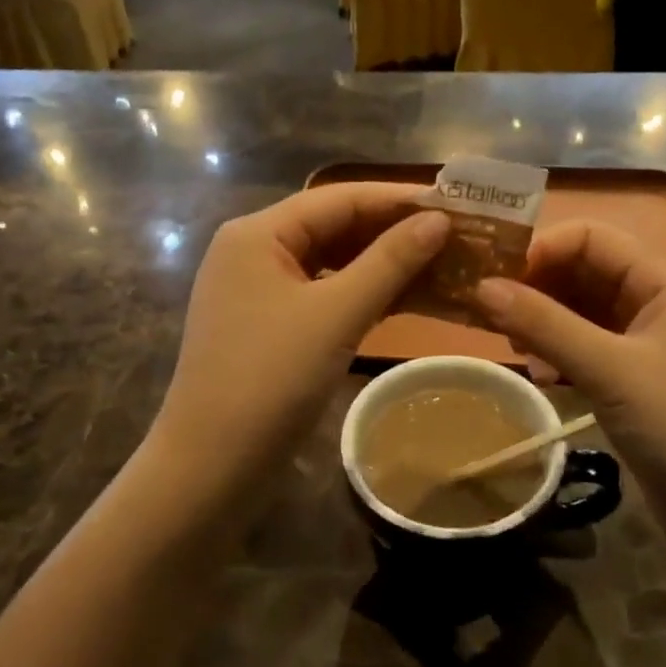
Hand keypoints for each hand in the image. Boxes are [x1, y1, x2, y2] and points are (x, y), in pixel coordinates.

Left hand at [152, 184, 447, 482]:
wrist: (210, 467)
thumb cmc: (270, 379)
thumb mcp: (336, 315)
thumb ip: (389, 262)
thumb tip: (438, 219)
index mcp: (258, 233)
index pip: (339, 198)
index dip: (397, 199)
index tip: (453, 203)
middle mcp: (253, 250)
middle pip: (334, 226)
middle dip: (393, 231)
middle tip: (455, 236)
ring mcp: (258, 289)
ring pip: (331, 262)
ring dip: (382, 264)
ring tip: (441, 263)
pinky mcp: (268, 324)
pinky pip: (323, 293)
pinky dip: (362, 293)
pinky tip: (405, 297)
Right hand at [475, 220, 665, 544]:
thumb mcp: (611, 370)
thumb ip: (544, 325)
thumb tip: (480, 286)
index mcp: (663, 281)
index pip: (592, 237)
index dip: (542, 247)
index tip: (494, 275)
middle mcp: (656, 303)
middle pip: (584, 271)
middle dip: (536, 285)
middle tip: (488, 310)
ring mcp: (647, 346)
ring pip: (582, 313)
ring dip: (543, 321)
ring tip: (509, 344)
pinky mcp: (637, 384)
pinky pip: (587, 350)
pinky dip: (558, 354)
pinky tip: (539, 374)